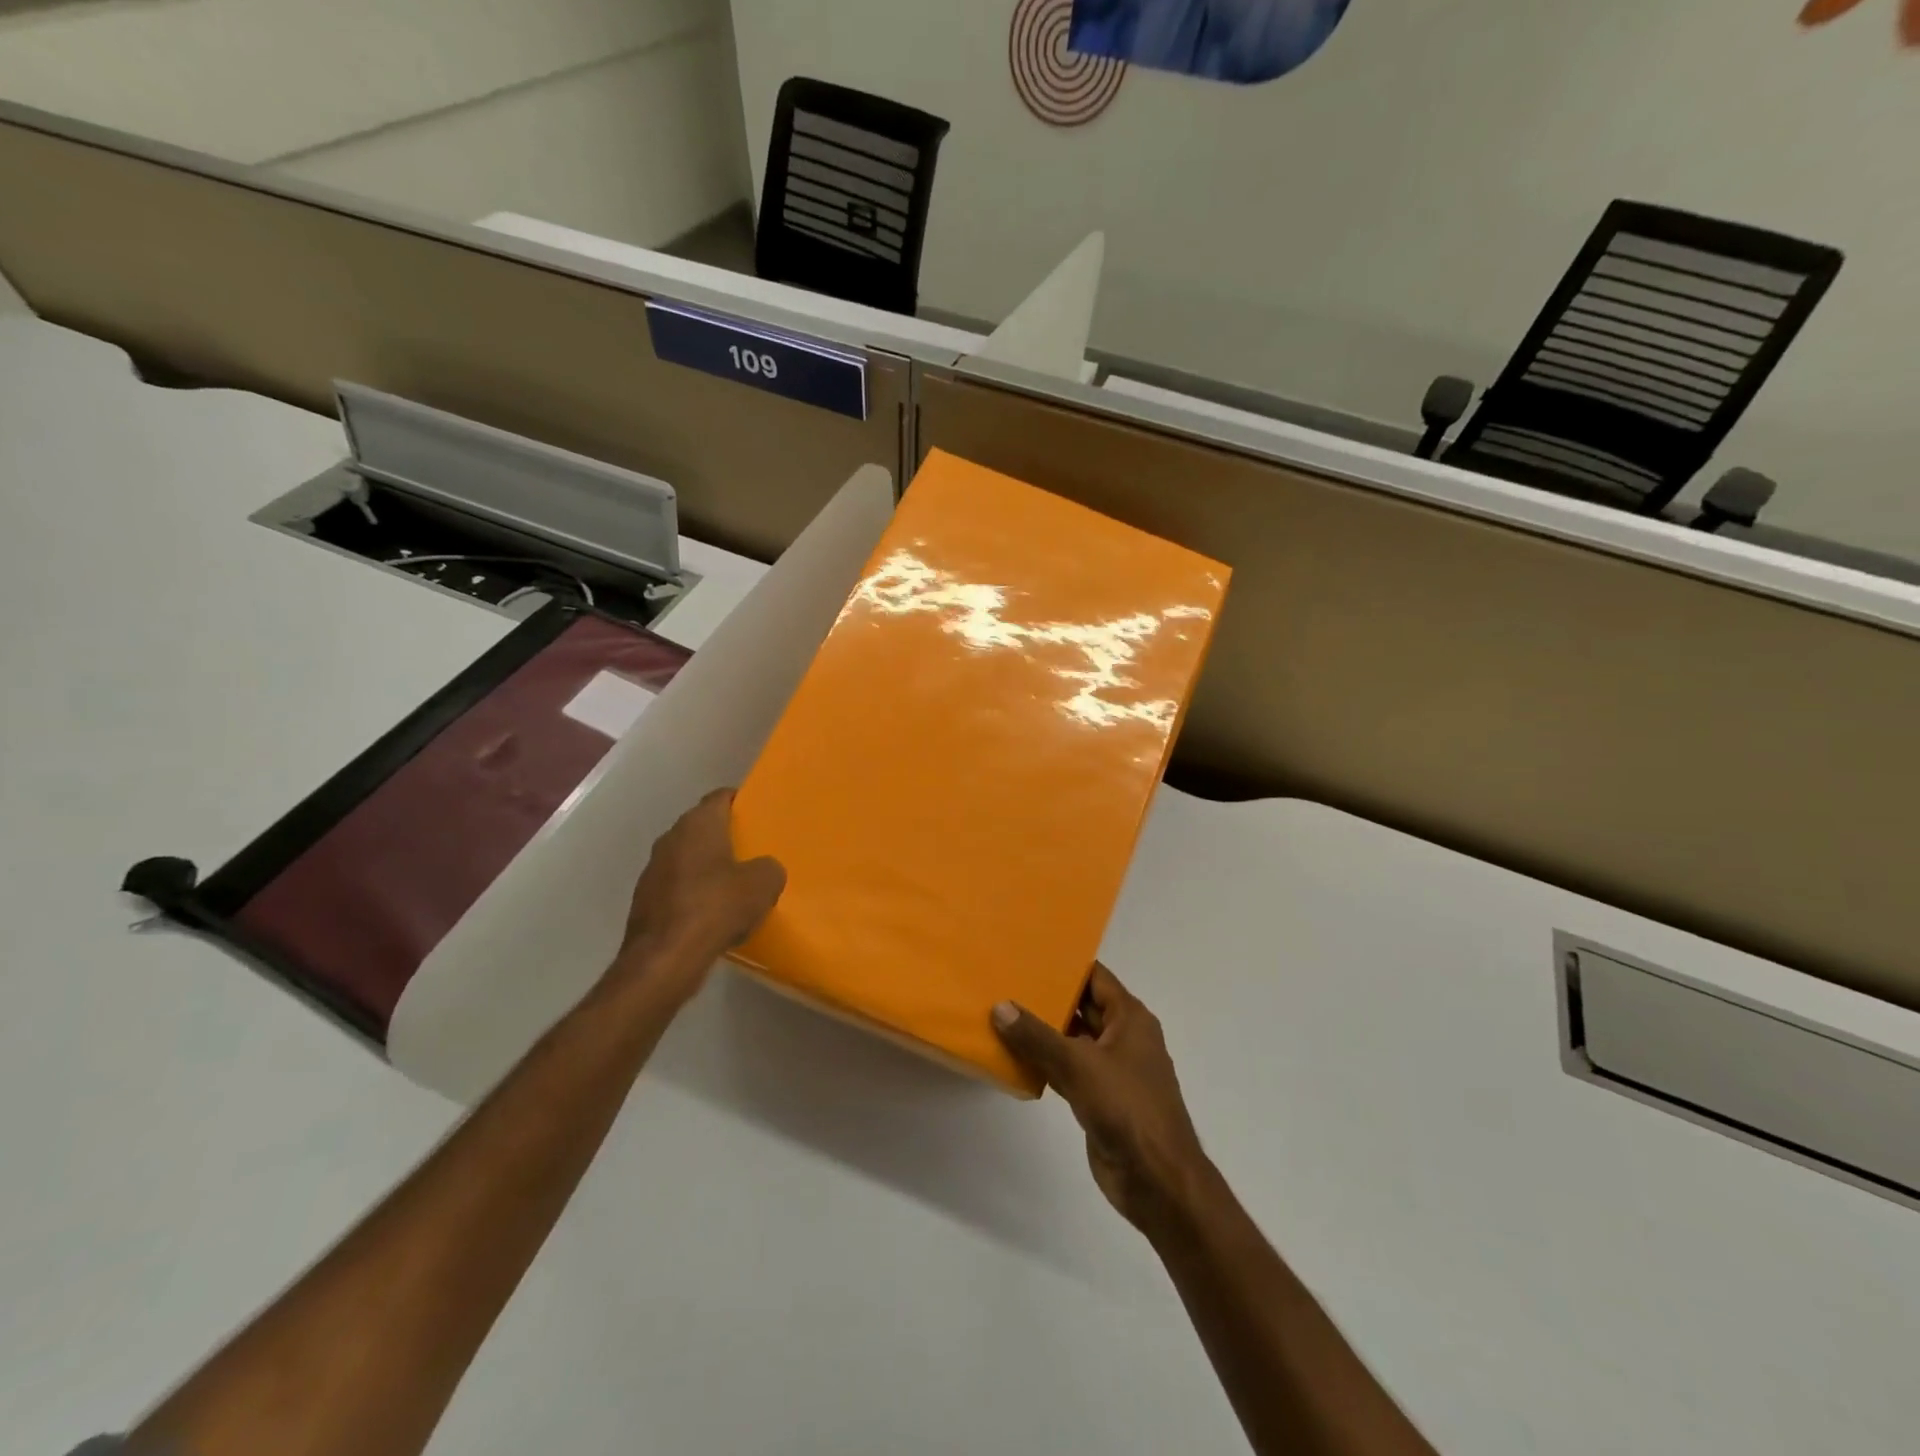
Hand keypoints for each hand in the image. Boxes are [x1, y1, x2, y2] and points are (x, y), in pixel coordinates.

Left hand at [612, 788, 784, 1001]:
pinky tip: (713, 914)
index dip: (741, 802)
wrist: (665, 959)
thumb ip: (769, 867)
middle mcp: (671, 838)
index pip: (721, 797)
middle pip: (703, 828)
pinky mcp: (645, 901)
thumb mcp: (764, 884)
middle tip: (753, 850)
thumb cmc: (717, 907)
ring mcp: (653, 870)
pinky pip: (678, 888)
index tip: (759, 814)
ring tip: (735, 885)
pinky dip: (695, 894)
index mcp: (698, 824)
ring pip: (689, 859)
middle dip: (726, 836)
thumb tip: (763, 870)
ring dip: (709, 868)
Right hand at [992, 963, 1210, 1234]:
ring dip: (1042, 1032)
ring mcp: (1112, 1069)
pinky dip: (1044, 1063)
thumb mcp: (1078, 1064)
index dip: (1064, 964)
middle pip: (1081, 1007)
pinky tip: (1013, 1057)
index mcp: (1129, 1017)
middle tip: (1005, 980)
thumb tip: (1000, 1006)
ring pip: (1072, 1040)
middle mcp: (1123, 1037)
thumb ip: (1037, 1036)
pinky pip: (1067, 1070)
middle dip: (1047, 996)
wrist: (1157, 1180)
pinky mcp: (1099, 1098)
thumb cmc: (1126, 1108)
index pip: (1094, 977)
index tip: (1028, 952)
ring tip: (1000, 1013)